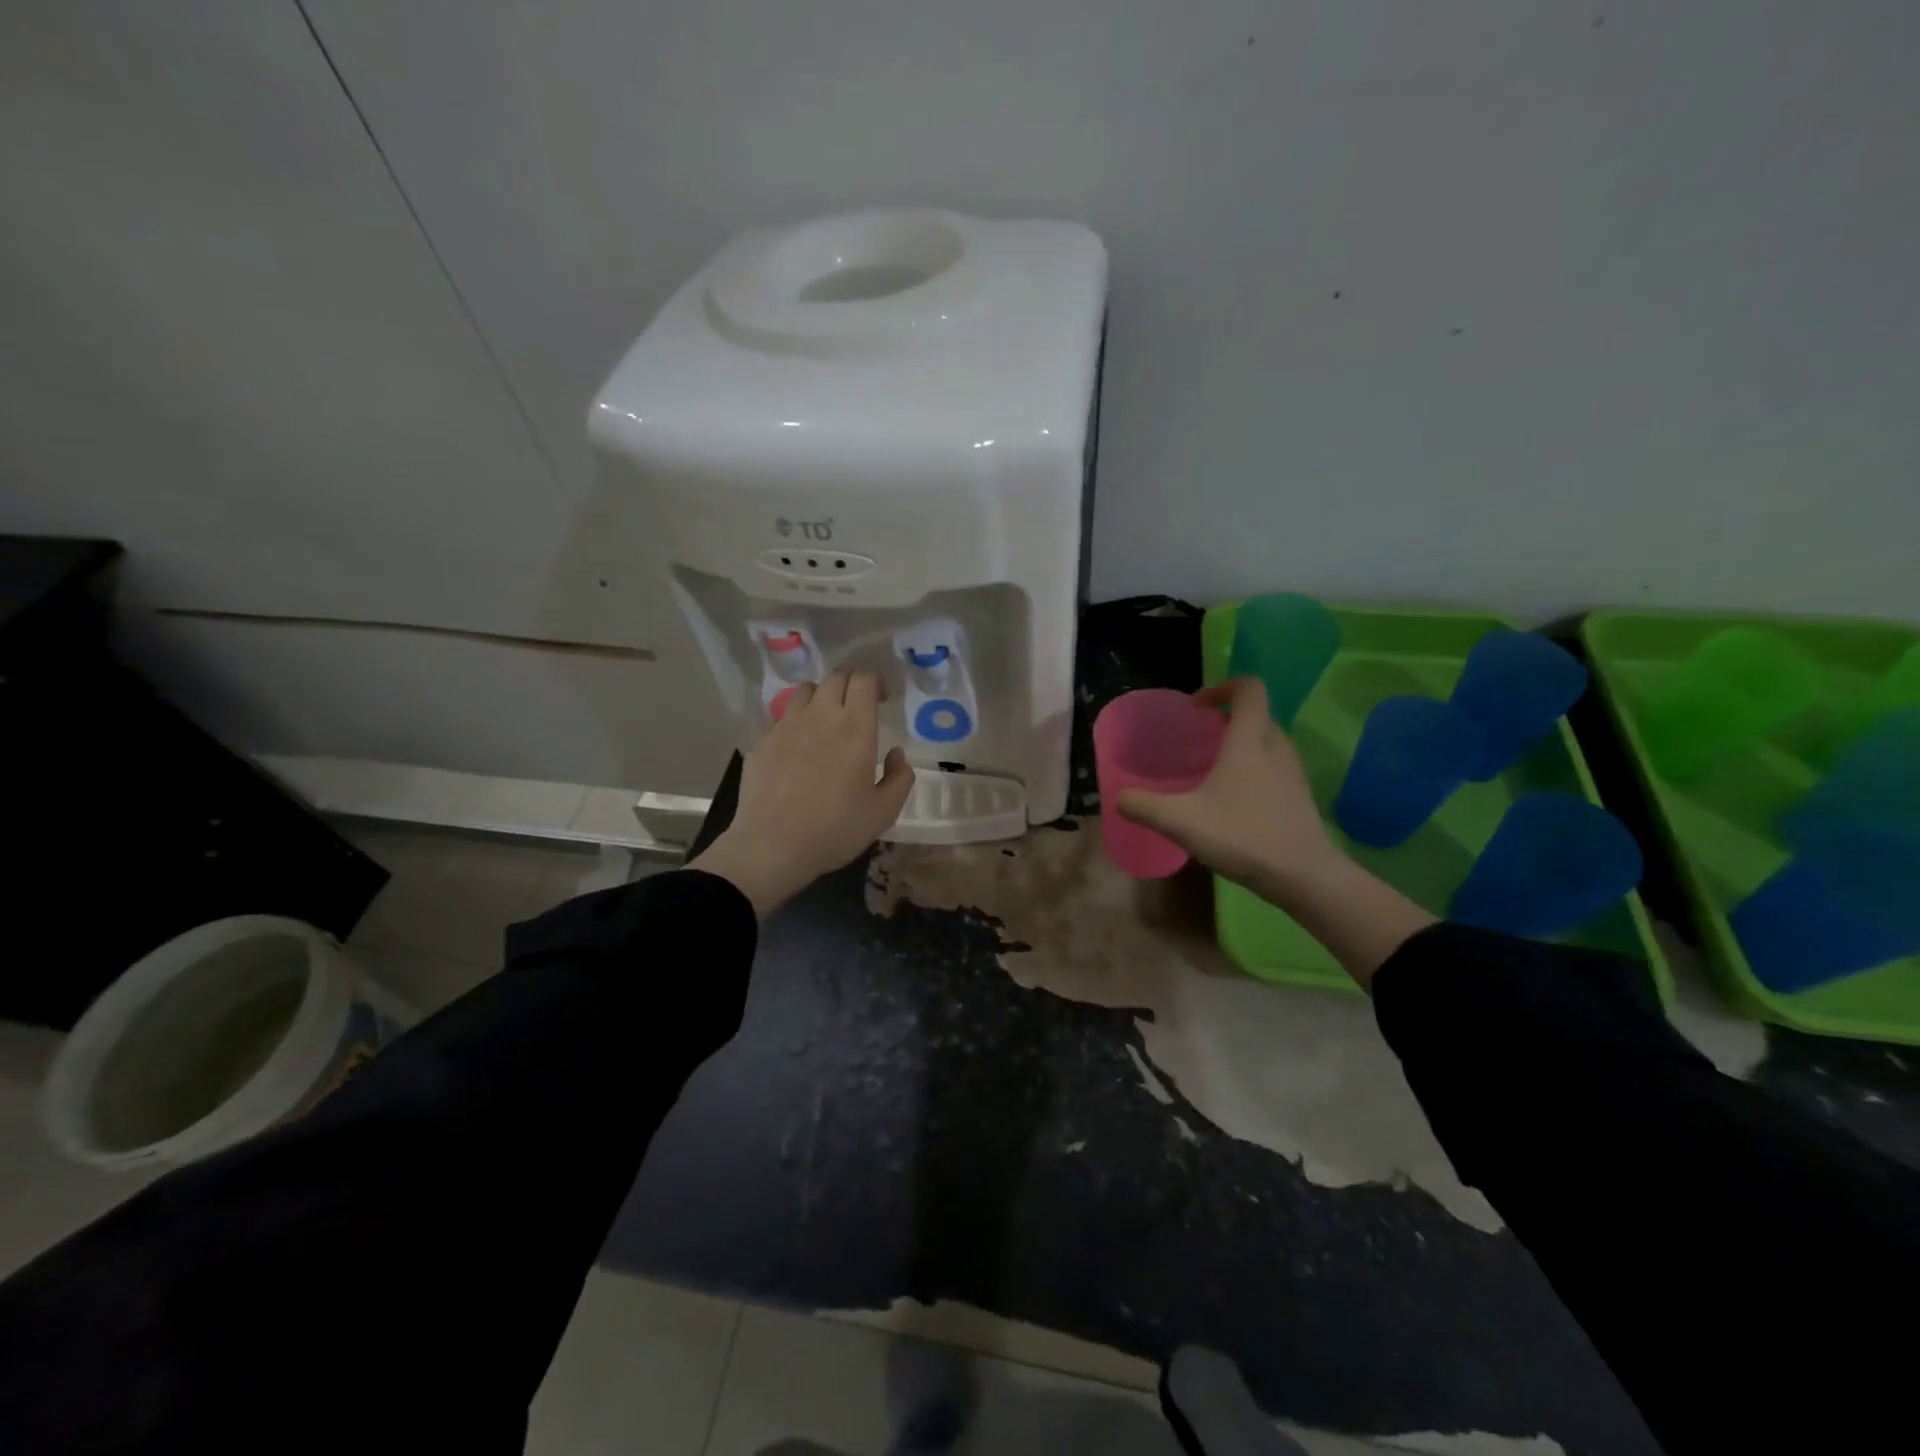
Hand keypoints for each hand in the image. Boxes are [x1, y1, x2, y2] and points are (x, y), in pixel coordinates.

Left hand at [691, 671, 914, 918]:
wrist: (773, 846)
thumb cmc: (835, 829)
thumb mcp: (883, 812)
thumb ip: (899, 777)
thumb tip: (896, 754)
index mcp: (856, 727)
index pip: (864, 680)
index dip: (876, 683)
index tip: (882, 700)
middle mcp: (820, 716)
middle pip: (836, 678)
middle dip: (851, 686)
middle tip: (858, 709)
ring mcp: (786, 725)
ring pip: (806, 691)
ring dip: (821, 698)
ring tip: (825, 722)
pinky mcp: (762, 740)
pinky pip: (782, 718)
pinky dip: (795, 723)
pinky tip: (796, 749)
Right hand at [1117, 677, 1338, 896]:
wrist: (1303, 876)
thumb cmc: (1242, 836)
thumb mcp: (1181, 822)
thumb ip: (1144, 806)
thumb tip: (1118, 797)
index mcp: (1249, 740)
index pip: (1249, 688)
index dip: (1223, 687)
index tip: (1197, 709)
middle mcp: (1276, 746)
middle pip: (1256, 713)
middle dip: (1226, 718)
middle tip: (1197, 740)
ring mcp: (1292, 770)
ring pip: (1266, 740)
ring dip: (1241, 743)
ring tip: (1212, 768)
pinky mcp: (1299, 794)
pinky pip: (1274, 764)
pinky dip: (1253, 767)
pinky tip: (1232, 799)